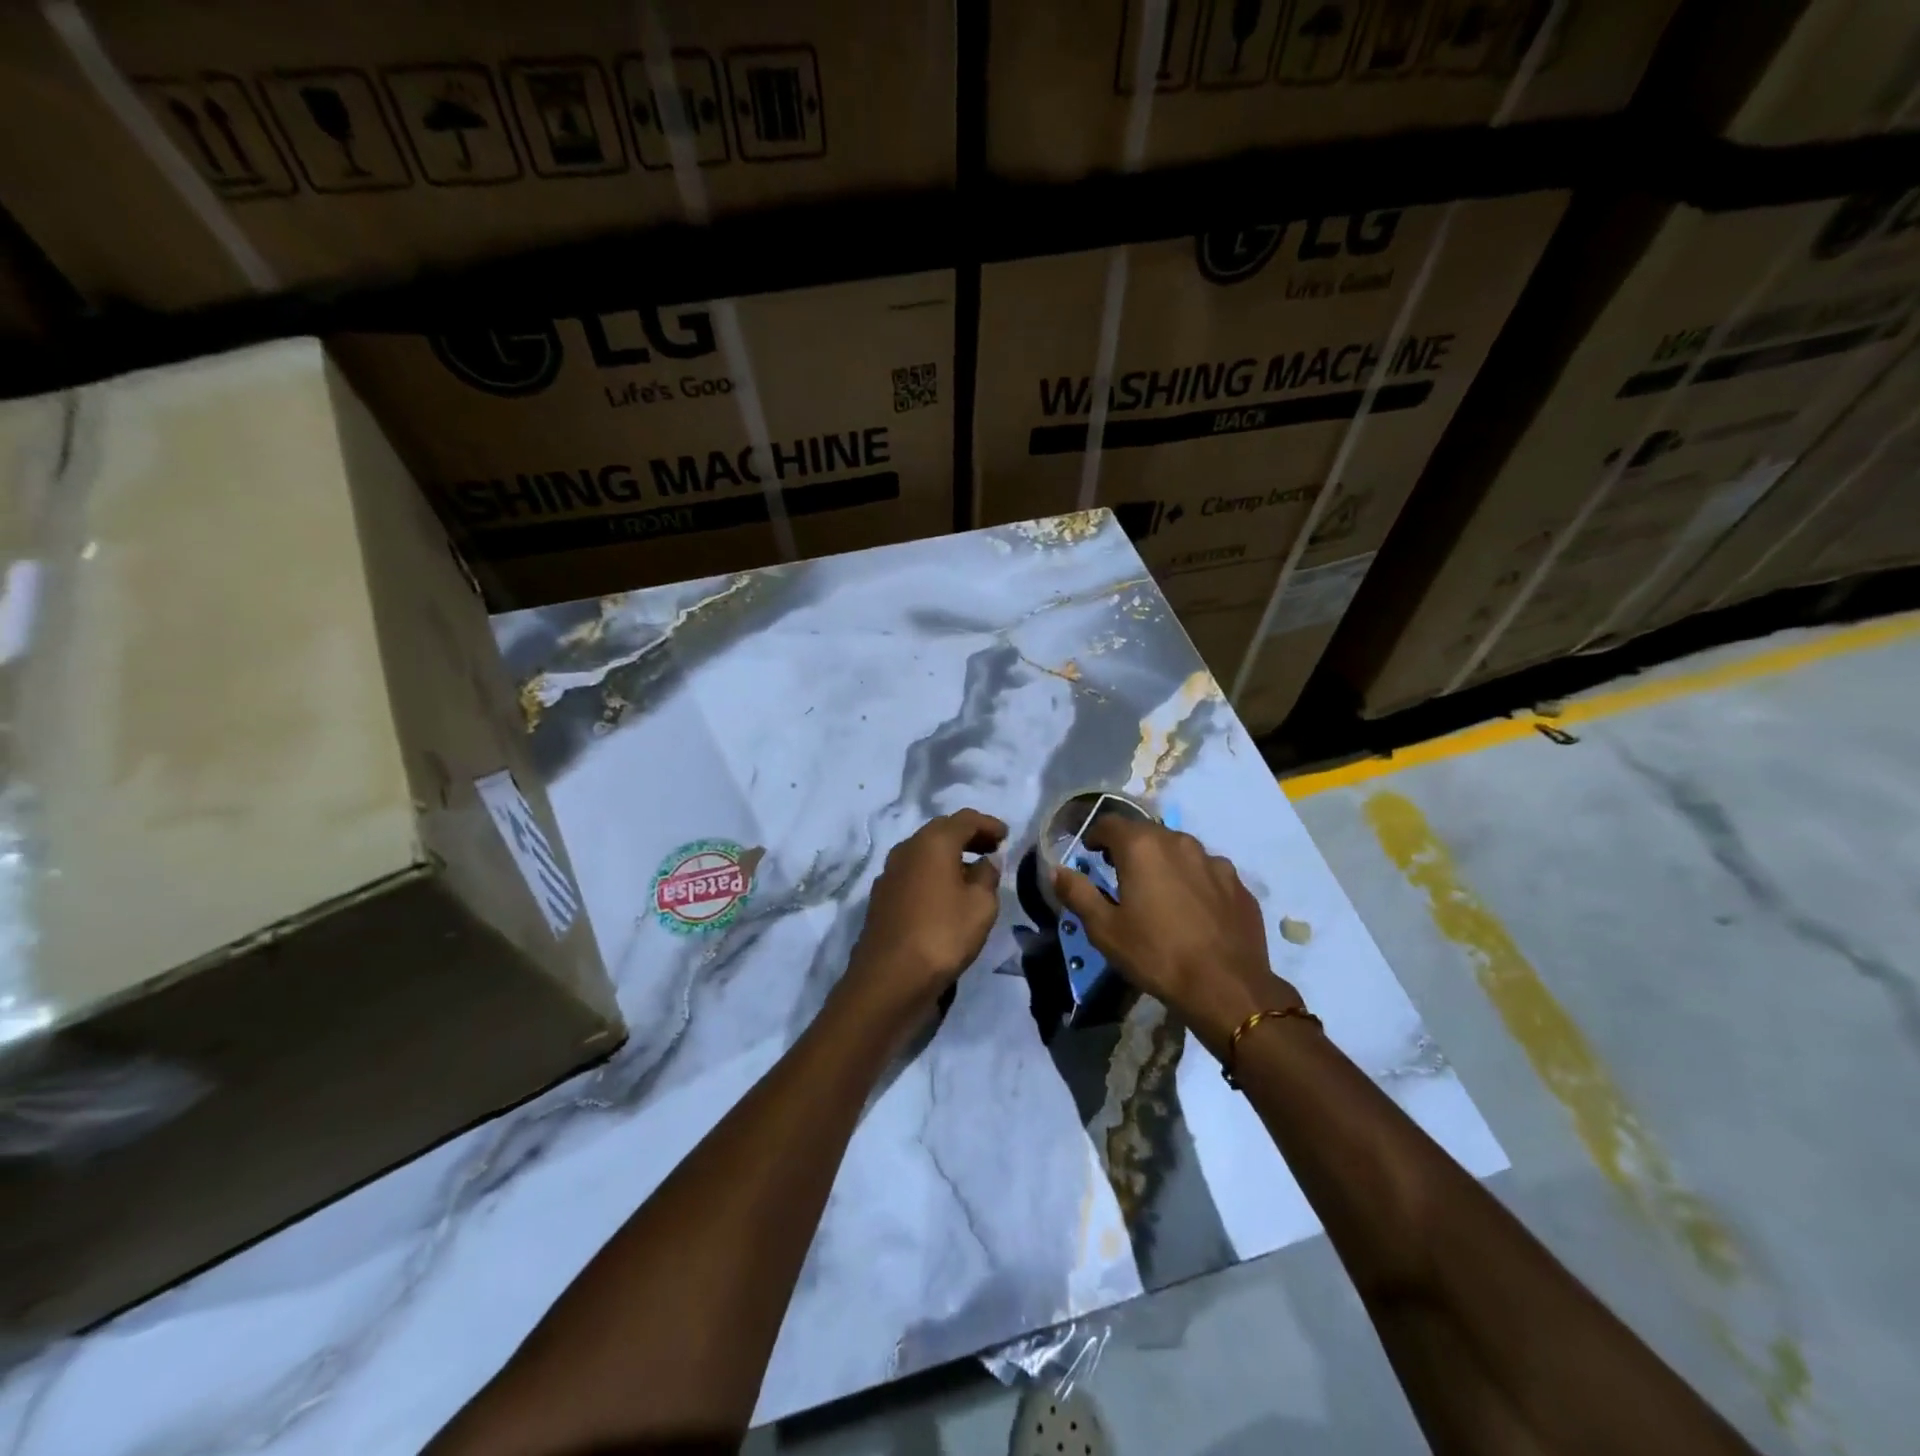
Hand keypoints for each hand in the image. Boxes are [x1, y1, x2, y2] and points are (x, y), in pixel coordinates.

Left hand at [843, 809, 1007, 1029]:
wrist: (889, 979)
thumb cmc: (942, 935)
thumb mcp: (981, 906)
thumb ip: (988, 876)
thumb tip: (986, 862)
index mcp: (932, 842)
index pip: (965, 819)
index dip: (988, 824)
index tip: (1006, 836)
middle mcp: (907, 849)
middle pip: (941, 831)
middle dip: (968, 836)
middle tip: (992, 849)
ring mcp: (889, 872)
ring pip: (924, 852)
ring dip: (949, 855)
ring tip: (973, 872)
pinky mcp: (882, 896)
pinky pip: (914, 872)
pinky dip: (933, 873)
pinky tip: (946, 893)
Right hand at [1053, 816, 1300, 1056]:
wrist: (1226, 987)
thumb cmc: (1156, 954)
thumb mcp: (1104, 929)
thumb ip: (1078, 893)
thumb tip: (1056, 871)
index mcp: (1143, 847)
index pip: (1110, 823)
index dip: (1096, 835)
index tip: (1090, 853)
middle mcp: (1179, 842)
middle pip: (1147, 833)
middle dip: (1129, 848)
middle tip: (1119, 874)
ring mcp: (1214, 861)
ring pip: (1180, 850)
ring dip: (1164, 862)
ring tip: (1158, 892)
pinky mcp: (1238, 884)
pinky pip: (1207, 872)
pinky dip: (1194, 881)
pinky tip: (1193, 910)